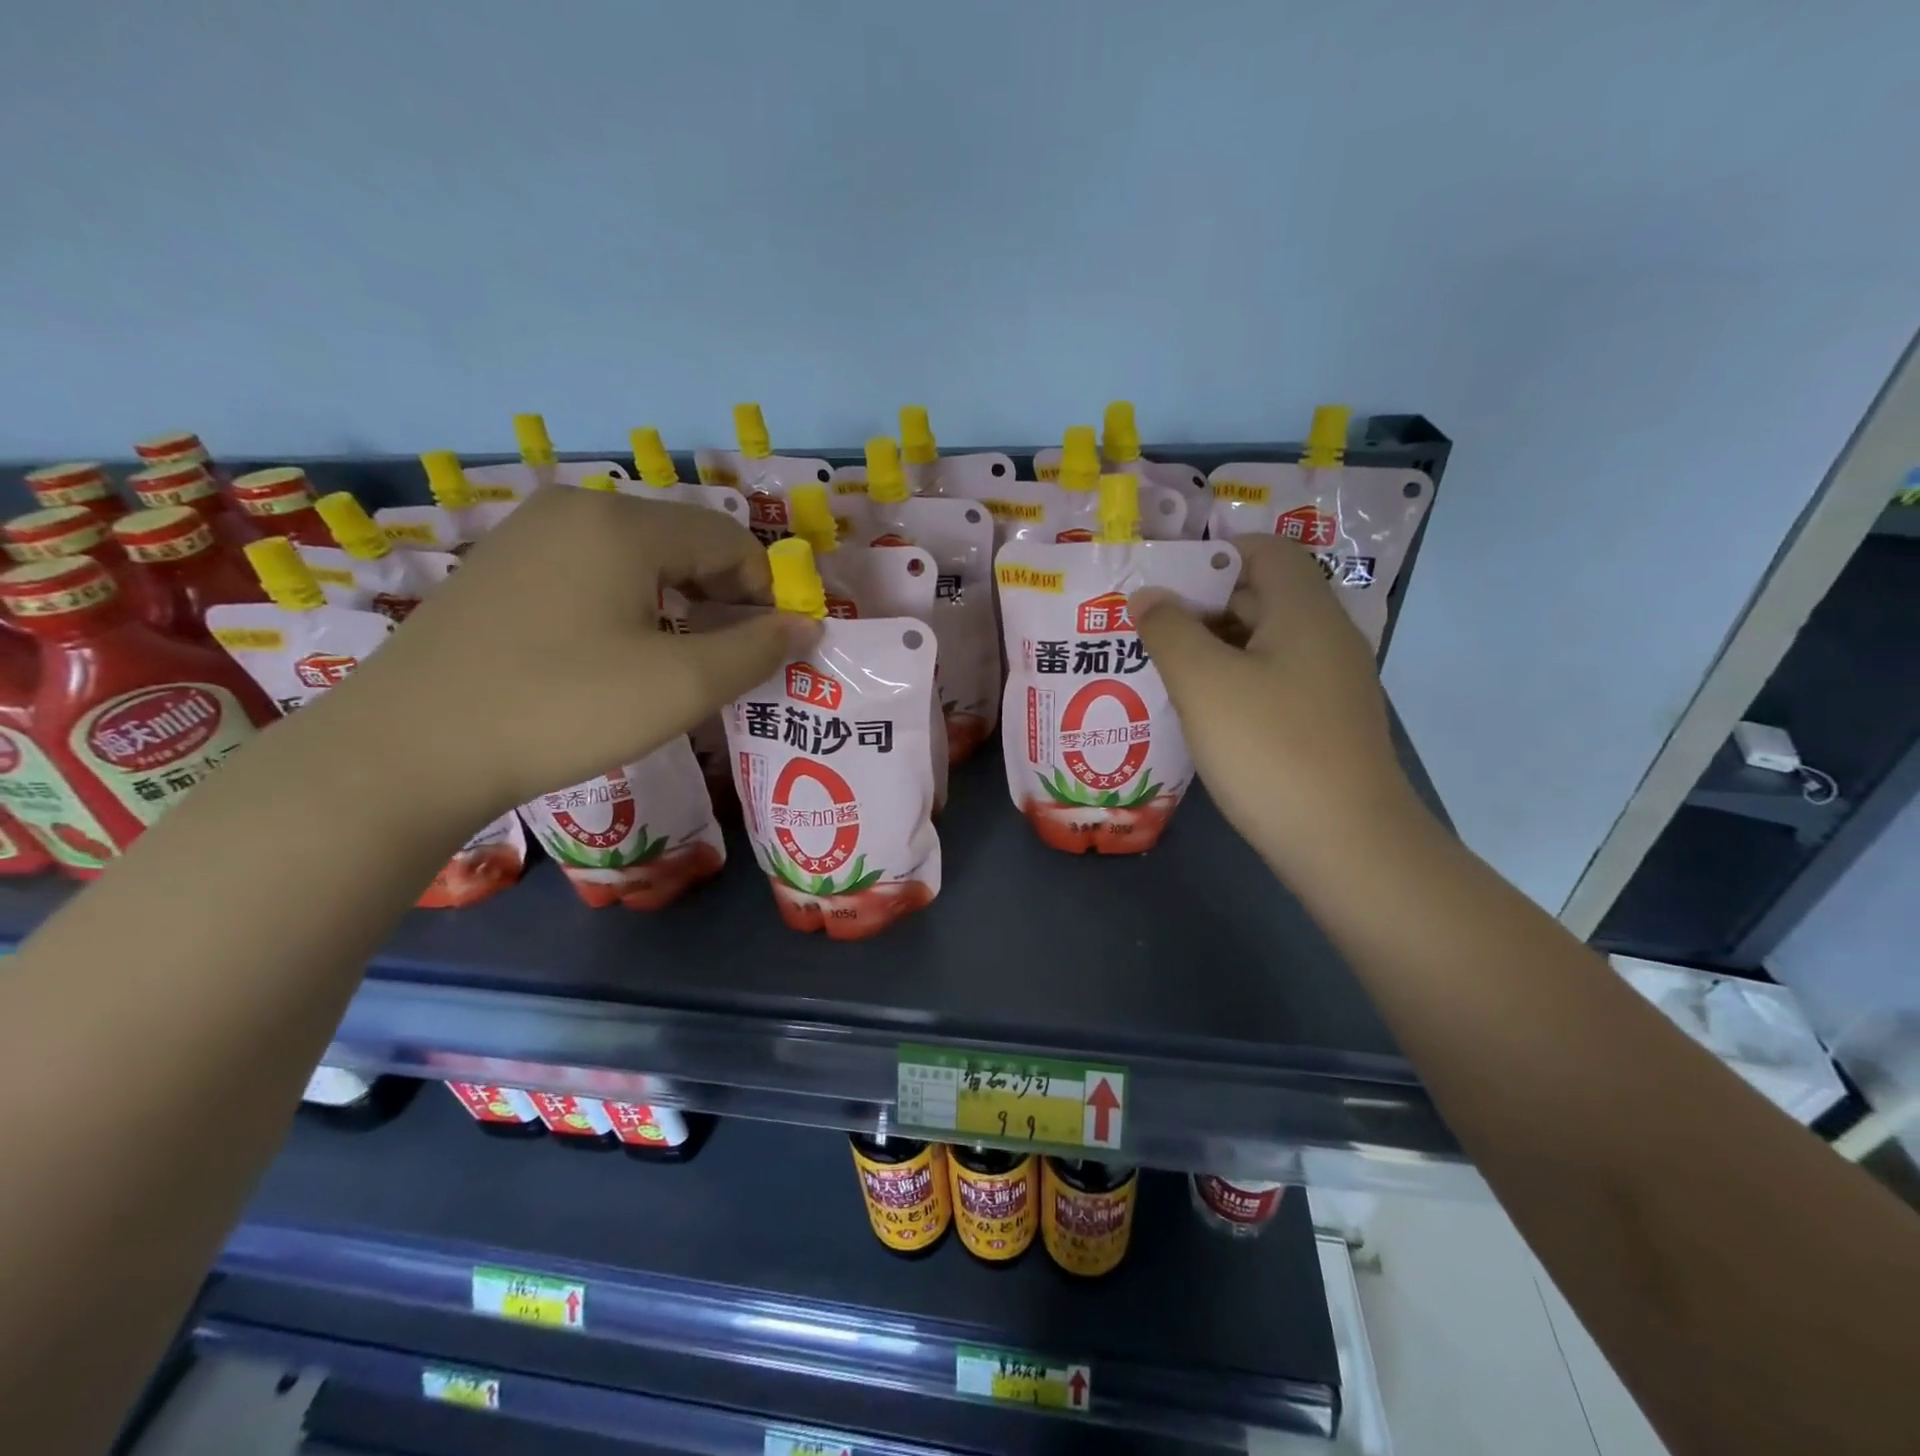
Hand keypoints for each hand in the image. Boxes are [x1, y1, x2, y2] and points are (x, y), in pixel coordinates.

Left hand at [312, 486, 818, 822]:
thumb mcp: (682, 686)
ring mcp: (527, 536)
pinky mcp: (498, 570)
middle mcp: (575, 508)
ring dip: (677, 605)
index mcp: (623, 522)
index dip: (766, 593)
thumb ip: (757, 650)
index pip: (730, 540)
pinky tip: (613, 657)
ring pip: (637, 559)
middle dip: (722, 599)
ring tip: (676, 664)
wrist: (408, 750)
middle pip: (684, 543)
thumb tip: (806, 626)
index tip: (770, 650)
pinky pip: (590, 573)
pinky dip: (627, 607)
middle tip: (728, 662)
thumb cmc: (564, 708)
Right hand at [1129, 535, 1420, 865]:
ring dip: (1212, 646)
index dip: (1211, 554)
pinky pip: (1271, 680)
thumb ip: (1169, 630)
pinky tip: (1197, 708)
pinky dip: (1232, 681)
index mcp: (1304, 611)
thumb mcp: (1205, 684)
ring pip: (1262, 642)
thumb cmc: (1270, 750)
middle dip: (1200, 604)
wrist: (1346, 844)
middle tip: (1144, 625)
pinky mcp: (1323, 722)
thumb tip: (1147, 595)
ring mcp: (1328, 682)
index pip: (1262, 550)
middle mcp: (1325, 636)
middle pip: (1260, 595)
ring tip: (1158, 665)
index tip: (1160, 579)